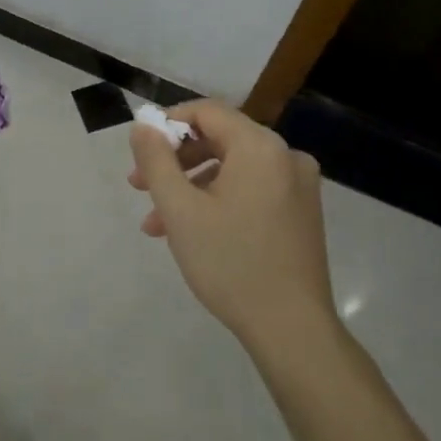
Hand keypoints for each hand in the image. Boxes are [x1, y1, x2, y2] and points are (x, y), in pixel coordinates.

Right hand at [128, 100, 335, 347]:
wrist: (292, 329)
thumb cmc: (230, 262)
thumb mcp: (179, 209)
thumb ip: (156, 160)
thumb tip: (143, 126)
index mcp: (260, 147)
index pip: (207, 112)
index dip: (168, 124)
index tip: (140, 151)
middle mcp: (286, 156)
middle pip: (219, 139)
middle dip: (175, 161)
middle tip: (140, 186)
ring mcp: (298, 186)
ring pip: (232, 168)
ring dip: (191, 186)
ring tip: (157, 222)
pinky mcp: (301, 212)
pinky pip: (251, 189)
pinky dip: (218, 200)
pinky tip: (191, 232)